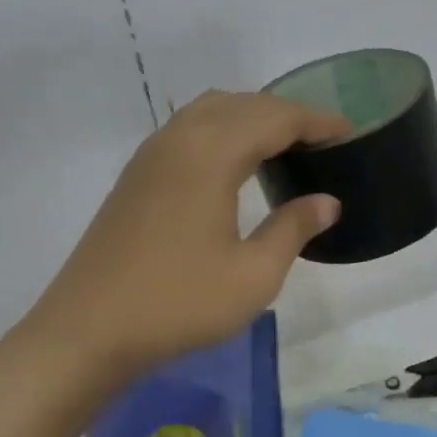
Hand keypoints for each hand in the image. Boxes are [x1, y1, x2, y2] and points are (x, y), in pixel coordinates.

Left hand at [21, 91, 348, 380]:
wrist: (86, 332)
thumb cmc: (178, 303)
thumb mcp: (253, 275)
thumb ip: (293, 229)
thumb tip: (327, 202)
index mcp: (210, 155)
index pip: (275, 118)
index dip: (316, 121)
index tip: (349, 133)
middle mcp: (179, 141)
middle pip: (242, 104)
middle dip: (287, 114)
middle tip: (323, 140)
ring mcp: (151, 156)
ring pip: (210, 110)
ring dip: (252, 116)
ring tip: (284, 144)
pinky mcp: (136, 176)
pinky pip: (189, 129)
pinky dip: (223, 129)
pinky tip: (235, 163)